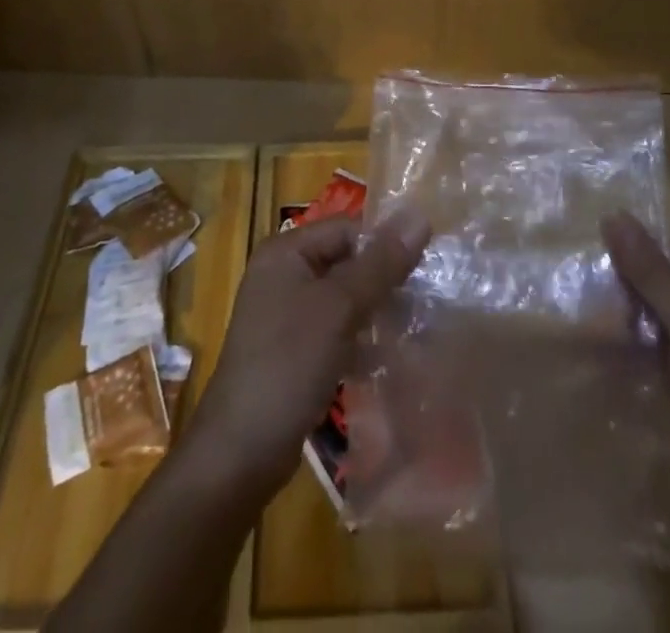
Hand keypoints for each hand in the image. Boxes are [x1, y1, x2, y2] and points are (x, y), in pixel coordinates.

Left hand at [185, 210, 430, 496]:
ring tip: (420, 326)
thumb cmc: (288, 364)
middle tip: (429, 299)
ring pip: (344, 299)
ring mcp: (287, 315)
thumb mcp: (339, 308)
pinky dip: (362, 340)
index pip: (347, 229)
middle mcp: (284, 274)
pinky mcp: (294, 351)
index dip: (385, 244)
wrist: (240, 452)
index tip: (428, 266)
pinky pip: (336, 331)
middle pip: (346, 262)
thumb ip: (380, 264)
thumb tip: (420, 217)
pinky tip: (393, 357)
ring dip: (378, 311)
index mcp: (286, 252)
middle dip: (385, 280)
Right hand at [602, 212, 669, 528]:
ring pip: (649, 317)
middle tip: (579, 301)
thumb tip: (613, 214)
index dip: (630, 261)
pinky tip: (593, 348)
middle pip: (657, 284)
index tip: (585, 270)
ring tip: (579, 322)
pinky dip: (625, 347)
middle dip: (621, 293)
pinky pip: (649, 349)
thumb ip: (651, 273)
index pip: (669, 256)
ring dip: (618, 321)